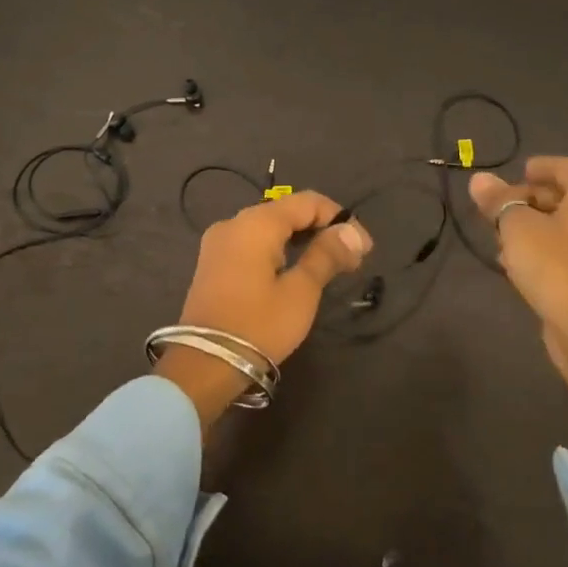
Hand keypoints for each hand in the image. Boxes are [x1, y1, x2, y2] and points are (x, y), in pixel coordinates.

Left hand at [157, 190, 372, 429]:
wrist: (204, 364)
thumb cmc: (258, 325)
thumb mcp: (301, 291)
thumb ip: (326, 255)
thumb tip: (352, 232)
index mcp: (255, 223)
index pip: (307, 202)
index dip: (339, 219)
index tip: (363, 247)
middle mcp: (233, 223)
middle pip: (286, 212)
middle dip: (321, 229)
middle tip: (351, 258)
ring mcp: (218, 243)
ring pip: (268, 229)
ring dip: (301, 241)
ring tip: (329, 266)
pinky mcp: (212, 264)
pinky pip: (252, 244)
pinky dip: (278, 251)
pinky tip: (295, 271)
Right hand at [469, 157, 567, 422]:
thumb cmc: (556, 267)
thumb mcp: (516, 228)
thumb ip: (498, 201)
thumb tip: (478, 179)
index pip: (559, 166)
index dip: (531, 171)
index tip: (507, 179)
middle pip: (564, 194)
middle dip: (528, 202)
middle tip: (496, 215)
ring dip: (537, 228)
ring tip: (503, 242)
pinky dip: (552, 249)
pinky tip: (523, 266)